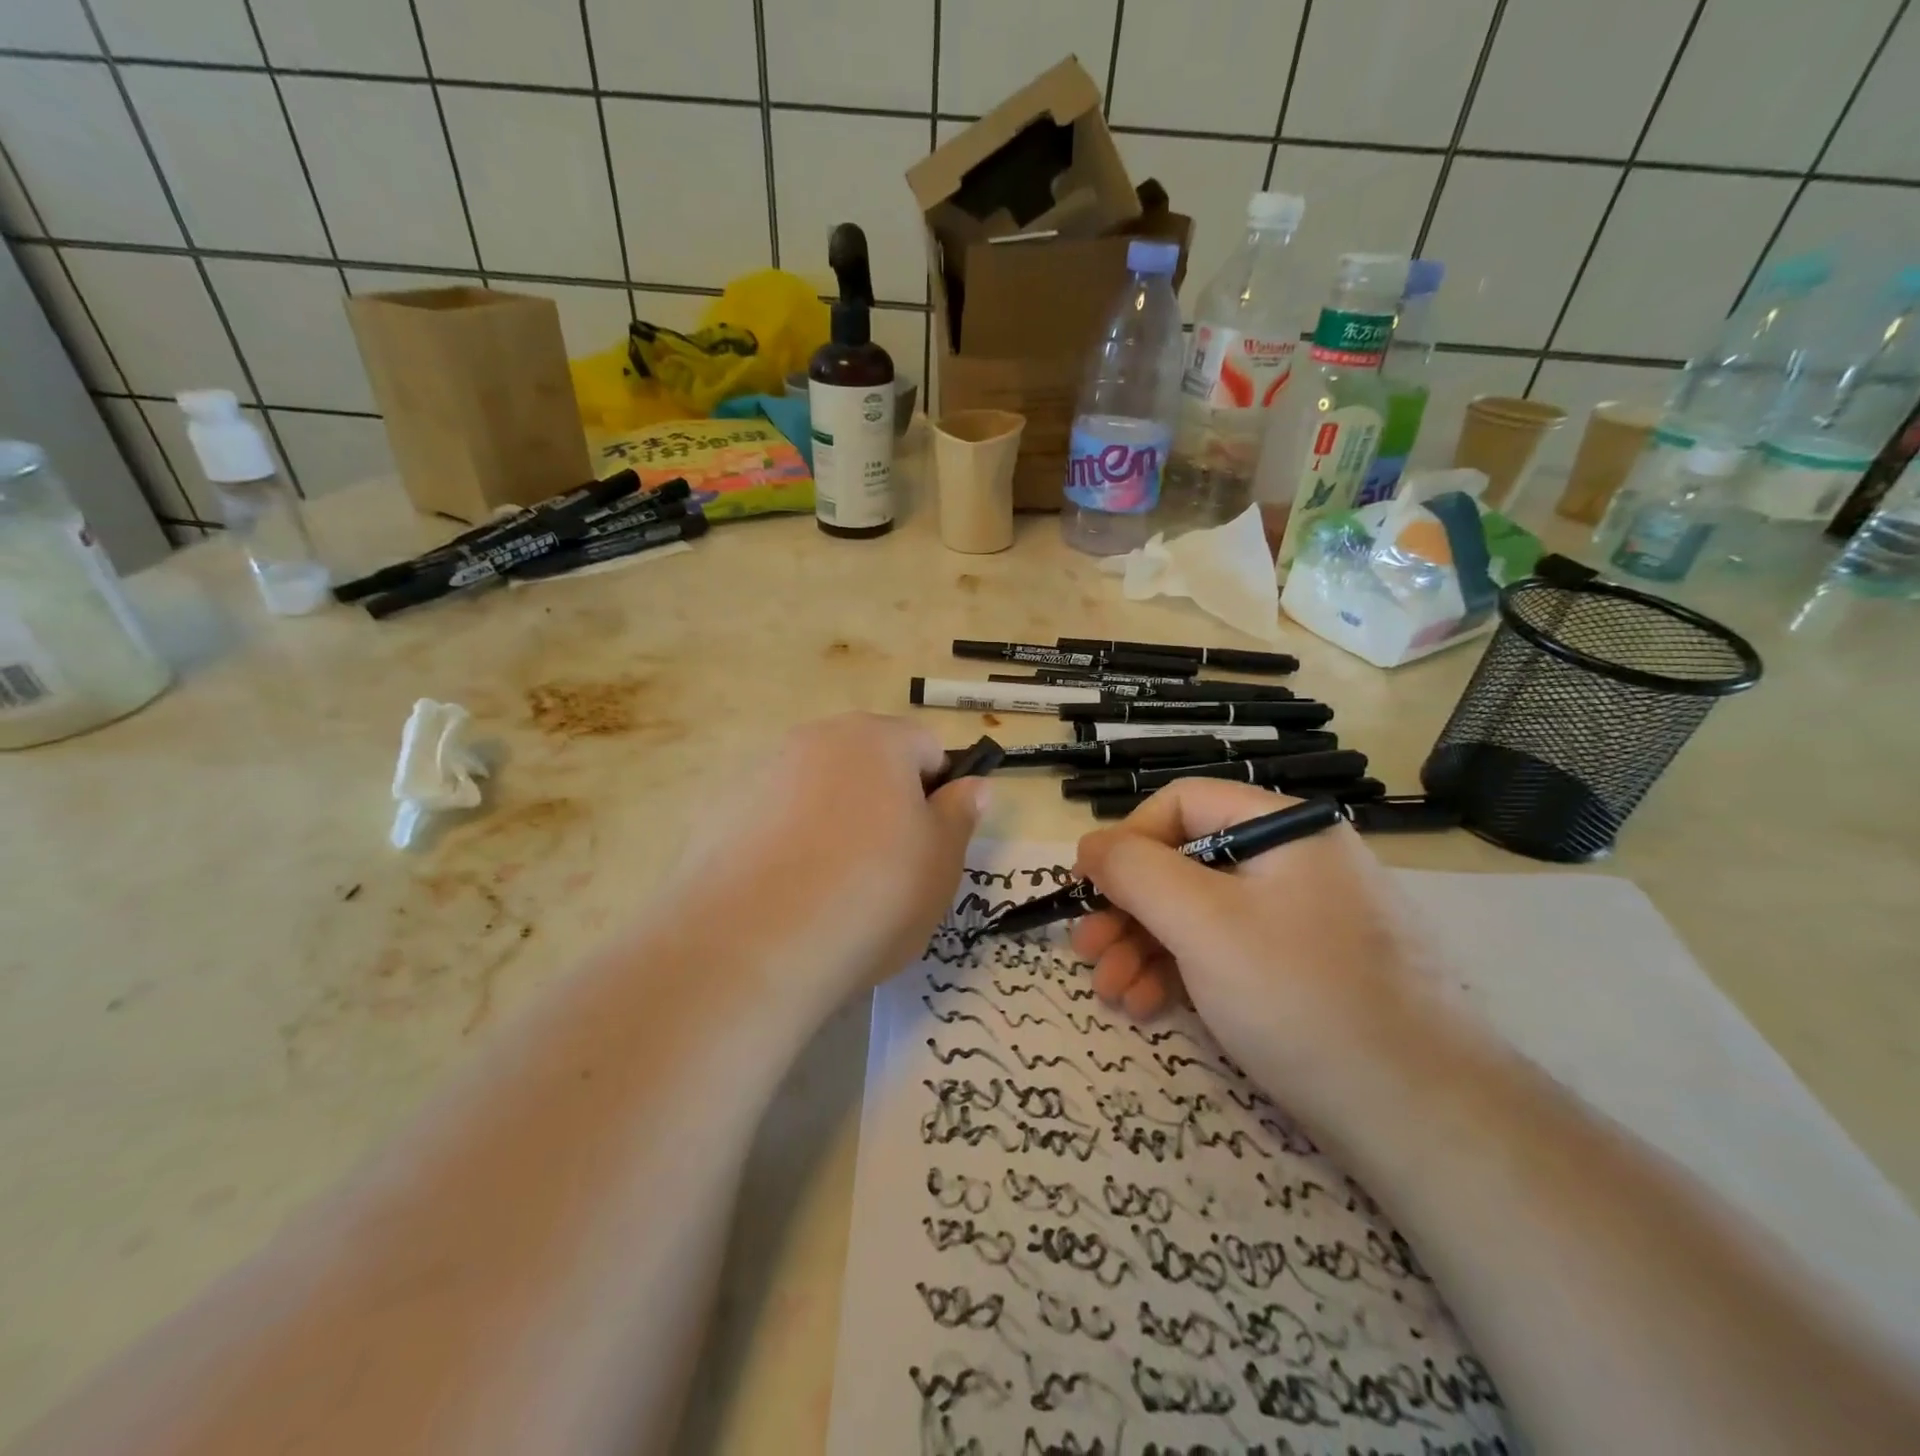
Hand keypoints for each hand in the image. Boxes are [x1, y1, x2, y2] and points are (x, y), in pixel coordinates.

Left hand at [667, 714, 986, 1008]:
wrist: (752, 946)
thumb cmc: (872, 894)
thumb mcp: (941, 862)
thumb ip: (960, 815)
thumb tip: (972, 786)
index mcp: (876, 739)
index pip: (927, 747)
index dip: (939, 793)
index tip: (931, 844)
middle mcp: (816, 740)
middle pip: (869, 763)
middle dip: (885, 804)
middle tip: (889, 868)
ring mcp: (763, 773)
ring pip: (821, 791)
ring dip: (837, 822)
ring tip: (835, 888)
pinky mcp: (722, 813)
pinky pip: (776, 819)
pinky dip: (791, 843)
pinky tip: (790, 894)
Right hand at [1071, 779, 1450, 1120]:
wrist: (1425, 1119)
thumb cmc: (1301, 996)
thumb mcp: (1202, 923)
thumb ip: (1135, 871)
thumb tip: (1090, 844)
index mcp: (1283, 828)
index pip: (1183, 804)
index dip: (1127, 841)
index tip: (1088, 890)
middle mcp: (1295, 861)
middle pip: (1186, 862)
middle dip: (1128, 908)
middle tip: (1088, 951)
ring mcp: (1302, 918)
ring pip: (1200, 912)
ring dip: (1145, 946)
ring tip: (1110, 990)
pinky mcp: (1303, 969)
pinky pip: (1227, 950)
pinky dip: (1182, 971)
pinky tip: (1149, 1004)